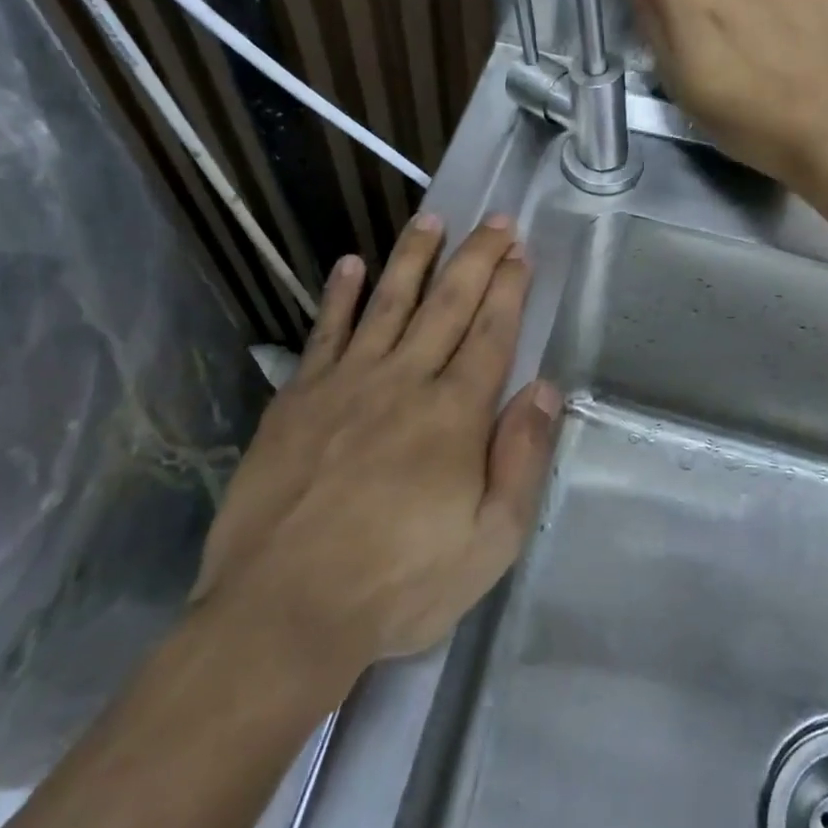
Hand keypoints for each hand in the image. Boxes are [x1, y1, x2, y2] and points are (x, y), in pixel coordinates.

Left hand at [192, 214, 559, 679]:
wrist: (283, 608)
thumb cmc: (398, 584)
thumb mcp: (489, 542)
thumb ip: (521, 460)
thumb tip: (545, 390)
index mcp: (454, 414)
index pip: (490, 333)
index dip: (509, 288)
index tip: (519, 250)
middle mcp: (404, 381)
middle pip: (447, 304)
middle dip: (476, 258)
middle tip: (495, 219)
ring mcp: (346, 383)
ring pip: (389, 303)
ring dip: (413, 257)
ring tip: (431, 218)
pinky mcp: (298, 397)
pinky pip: (325, 332)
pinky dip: (340, 295)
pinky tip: (351, 263)